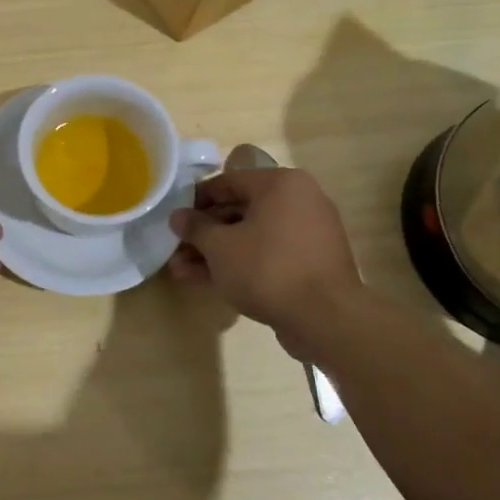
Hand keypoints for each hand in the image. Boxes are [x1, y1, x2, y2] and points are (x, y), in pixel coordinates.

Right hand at [169, 152, 360, 358]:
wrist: (325, 318)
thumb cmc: (267, 268)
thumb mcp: (220, 247)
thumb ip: (196, 228)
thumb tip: (178, 217)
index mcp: (281, 184)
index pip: (227, 181)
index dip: (195, 200)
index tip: (174, 219)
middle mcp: (300, 200)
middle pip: (239, 210)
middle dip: (204, 233)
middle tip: (175, 249)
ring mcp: (308, 233)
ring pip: (251, 236)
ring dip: (216, 252)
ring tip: (182, 272)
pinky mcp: (311, 263)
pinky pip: (268, 254)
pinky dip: (241, 263)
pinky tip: (210, 281)